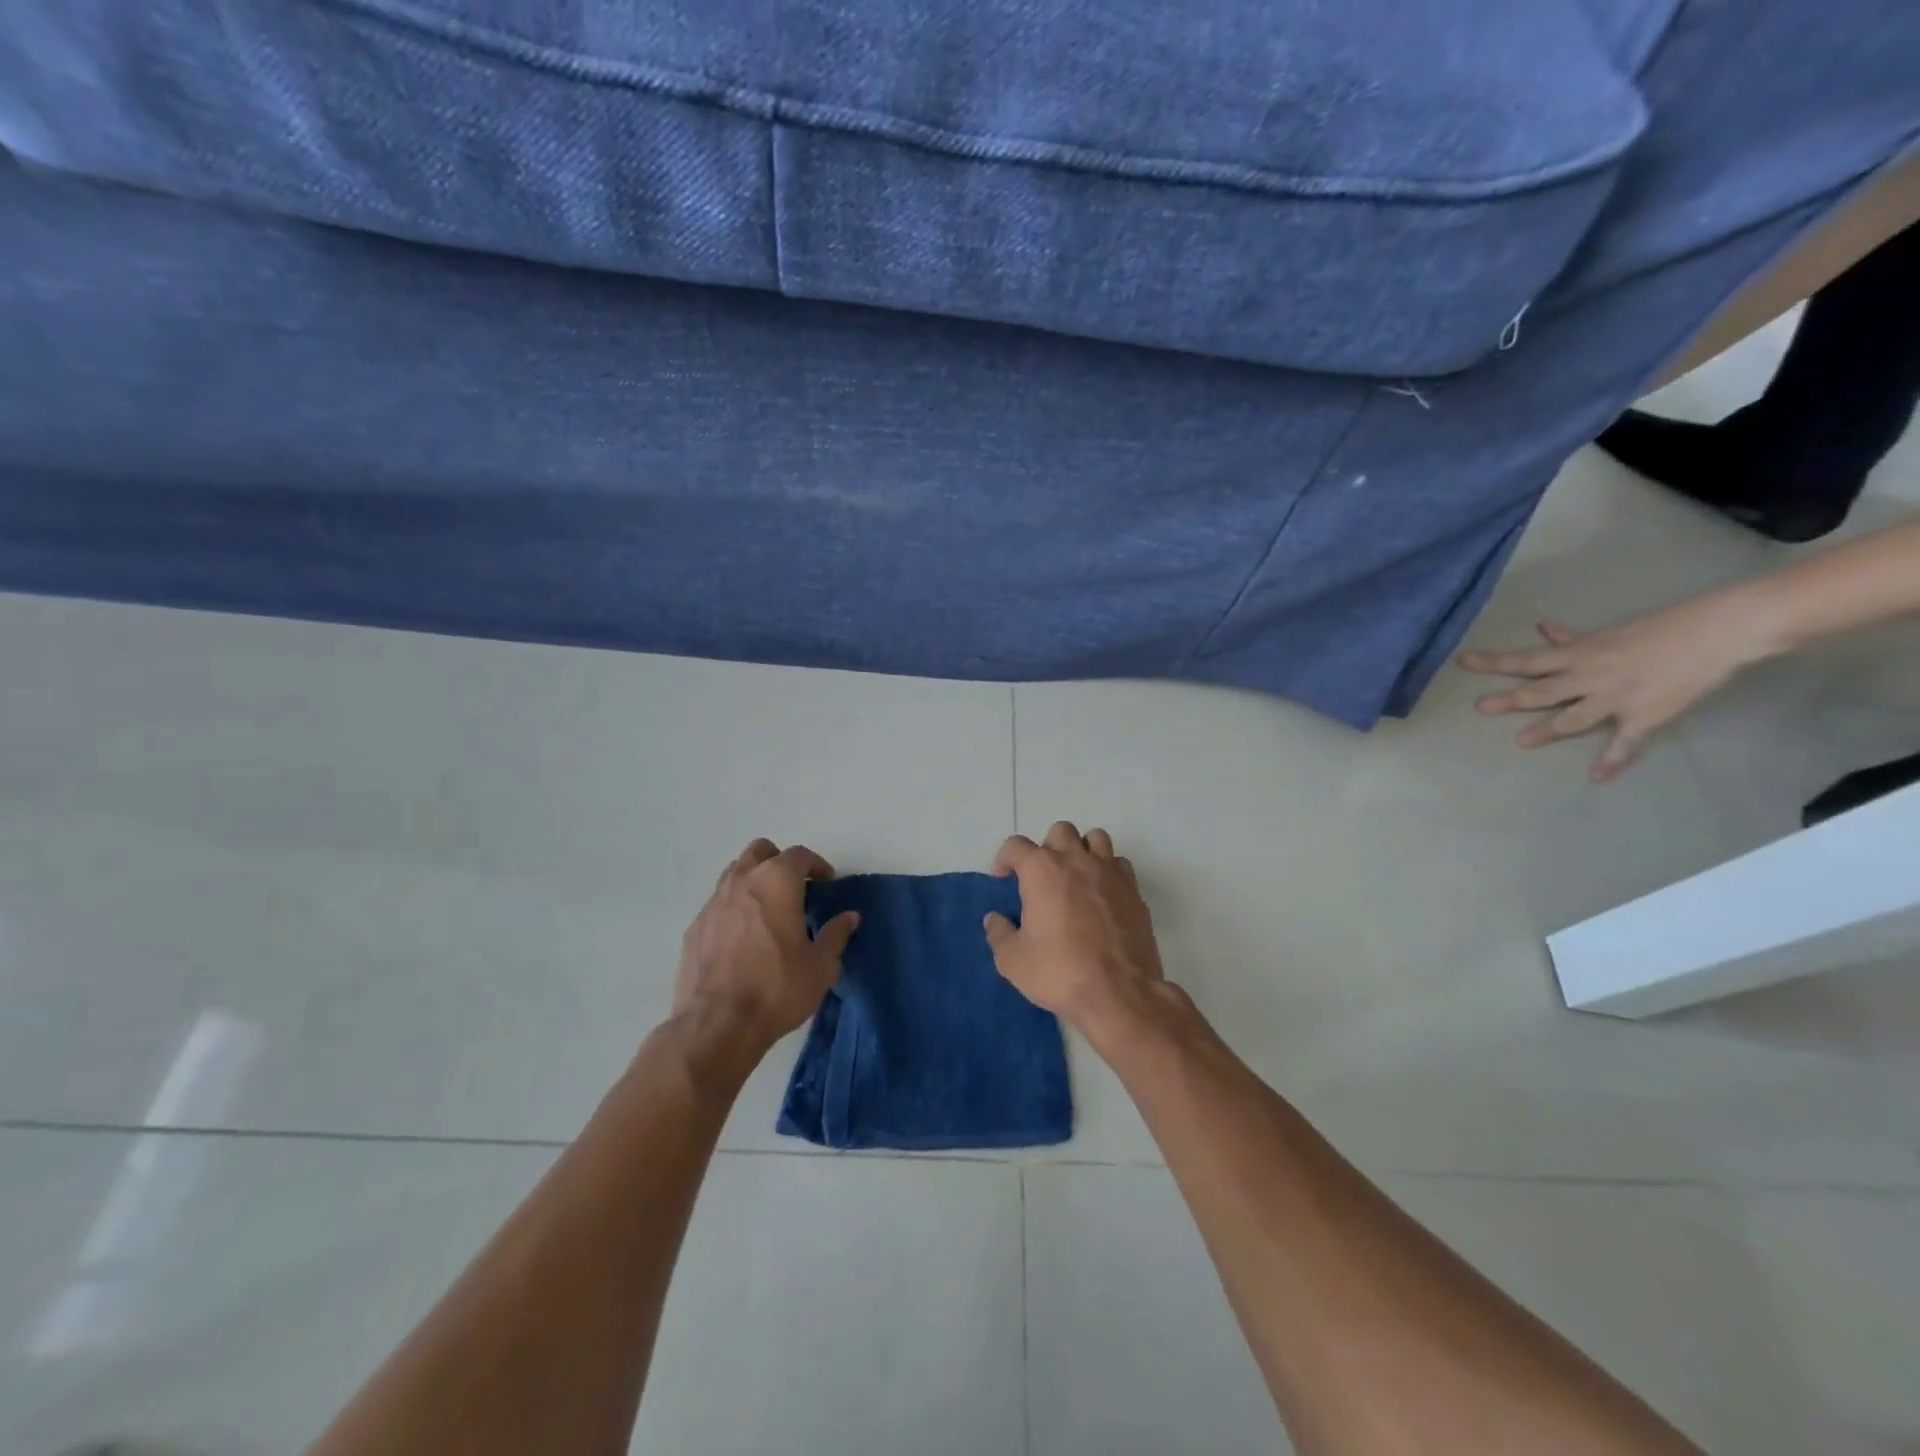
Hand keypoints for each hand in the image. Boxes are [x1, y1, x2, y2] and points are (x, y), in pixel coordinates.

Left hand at [673, 839, 859, 1054]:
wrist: (716, 1025)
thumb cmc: (777, 989)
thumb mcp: (821, 966)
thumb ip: (836, 935)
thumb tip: (849, 917)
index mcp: (777, 882)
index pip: (799, 855)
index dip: (816, 865)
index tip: (826, 882)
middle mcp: (742, 881)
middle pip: (761, 851)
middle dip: (779, 862)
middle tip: (794, 888)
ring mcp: (713, 902)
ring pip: (734, 872)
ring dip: (753, 880)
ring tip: (767, 909)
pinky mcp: (695, 927)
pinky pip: (718, 903)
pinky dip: (733, 907)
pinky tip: (742, 937)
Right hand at [984, 821, 1165, 1034]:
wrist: (1119, 993)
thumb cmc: (1059, 972)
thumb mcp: (1013, 960)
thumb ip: (999, 934)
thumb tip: (994, 919)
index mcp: (1041, 870)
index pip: (1016, 845)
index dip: (1005, 859)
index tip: (1003, 879)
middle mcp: (1076, 860)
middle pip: (1060, 831)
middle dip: (1047, 848)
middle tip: (1042, 878)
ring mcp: (1110, 872)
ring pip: (1095, 839)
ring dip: (1082, 851)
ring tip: (1075, 878)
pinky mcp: (1134, 890)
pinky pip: (1119, 864)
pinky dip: (1108, 871)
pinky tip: (1102, 896)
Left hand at [1458, 594, 1763, 781]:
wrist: (1721, 631)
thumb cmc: (1662, 628)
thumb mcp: (1608, 632)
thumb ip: (1572, 638)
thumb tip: (1542, 629)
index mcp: (1579, 655)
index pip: (1525, 659)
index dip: (1492, 661)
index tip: (1461, 662)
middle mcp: (1589, 677)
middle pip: (1540, 691)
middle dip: (1510, 700)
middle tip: (1481, 708)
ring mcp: (1616, 698)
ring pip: (1573, 718)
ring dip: (1547, 731)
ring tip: (1521, 742)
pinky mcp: (1645, 716)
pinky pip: (1625, 743)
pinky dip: (1613, 761)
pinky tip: (1597, 778)